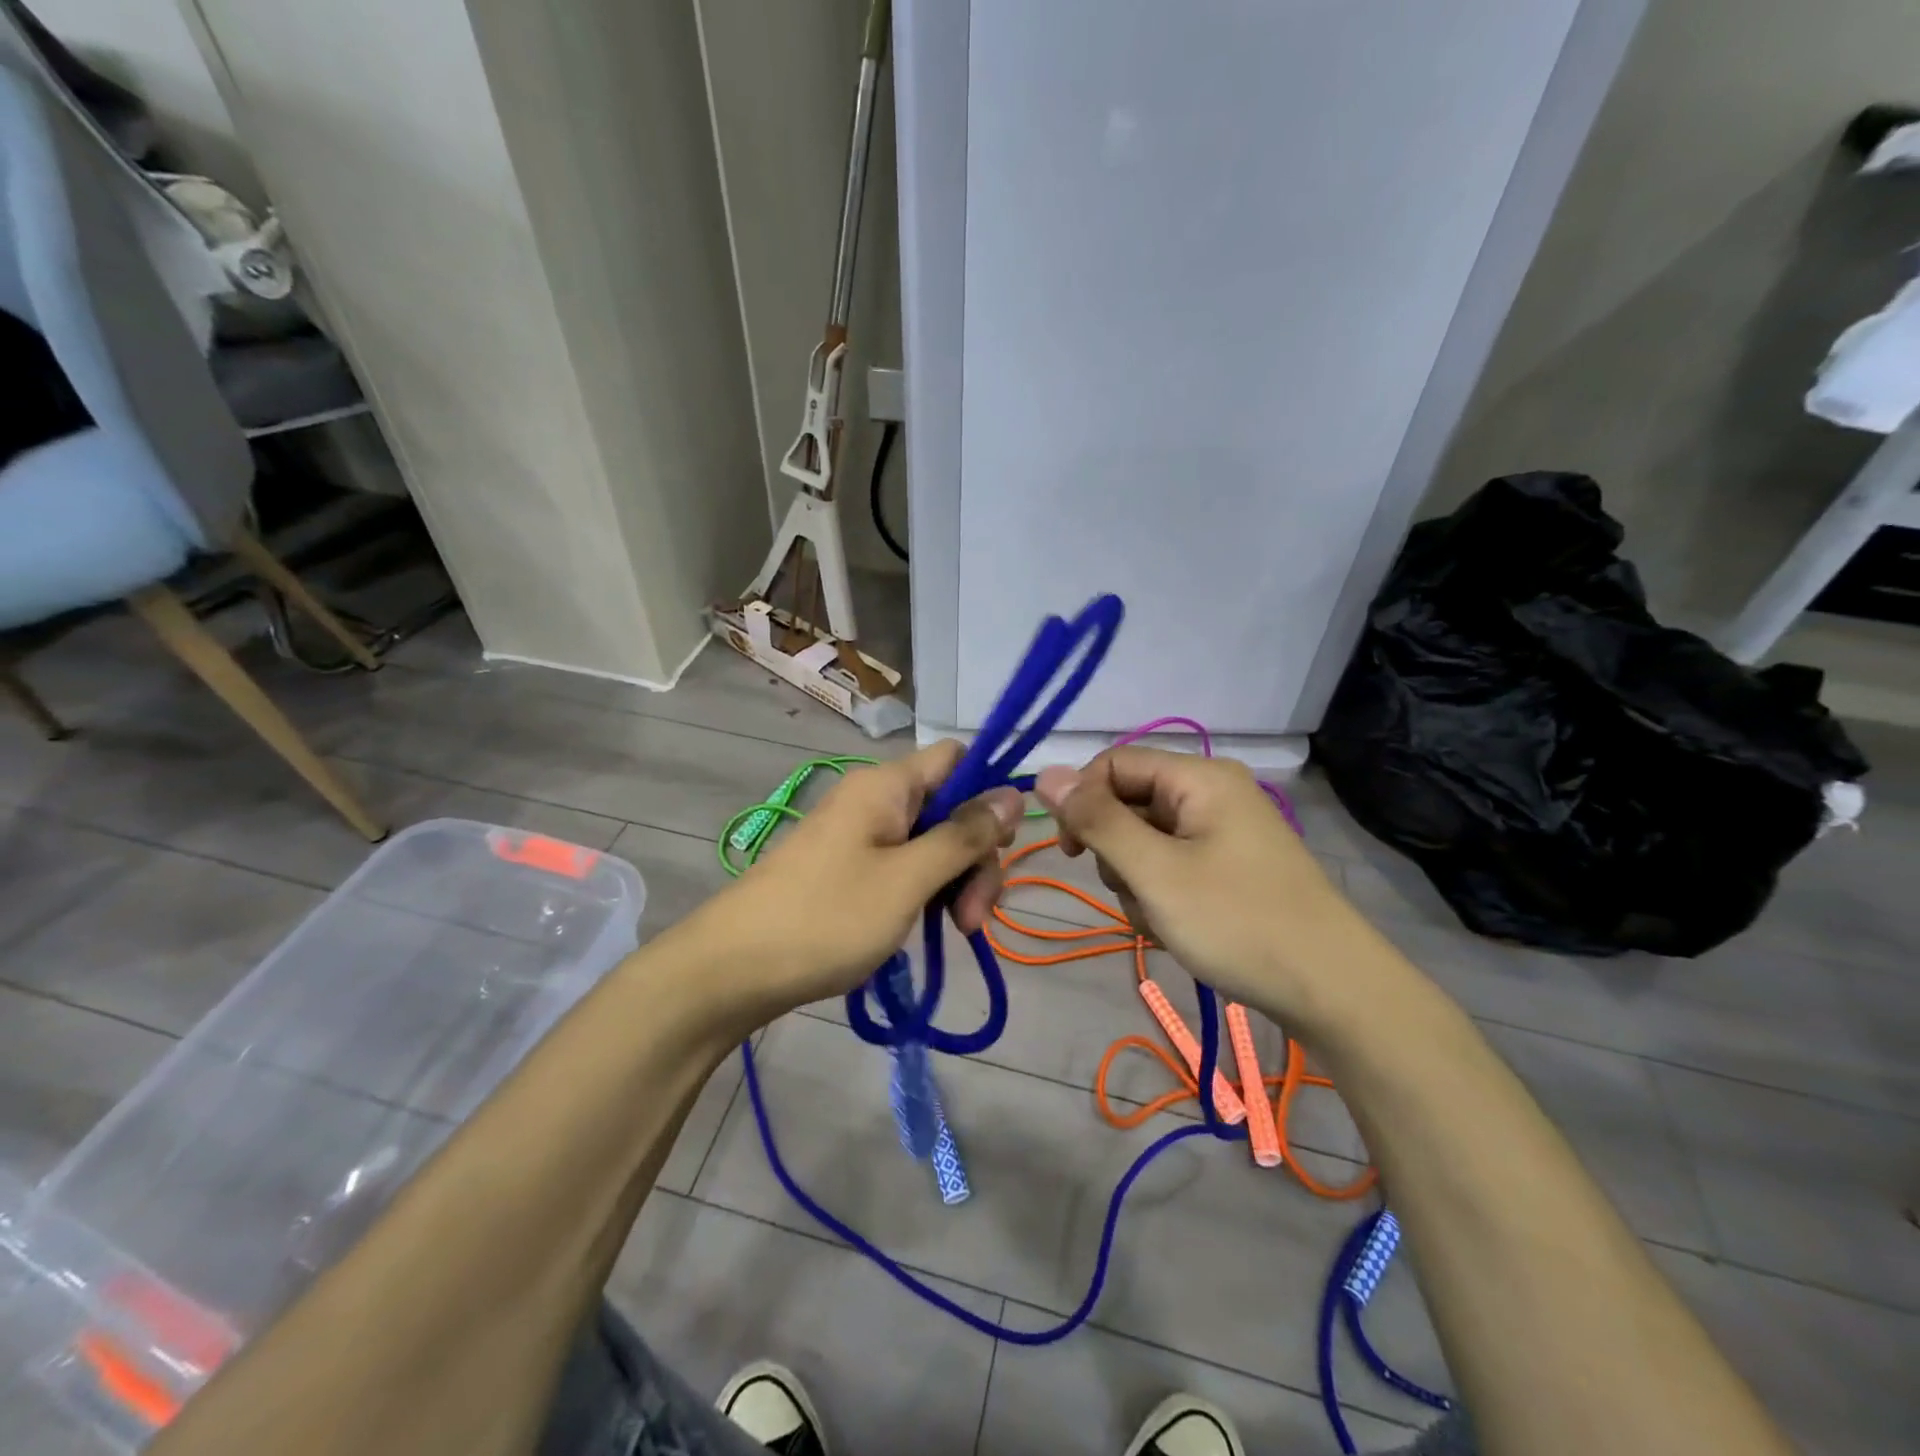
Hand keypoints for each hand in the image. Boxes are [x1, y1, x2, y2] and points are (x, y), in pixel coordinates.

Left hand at [687, 741, 1022, 1026]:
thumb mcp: (909, 879)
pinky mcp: (850, 869)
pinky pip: (904, 867)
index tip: (1001, 845)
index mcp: (887, 785)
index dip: (988, 791)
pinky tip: (928, 929)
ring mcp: (860, 836)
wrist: (733, 969)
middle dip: (973, 858)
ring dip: (953, 883)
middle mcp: (875, 800)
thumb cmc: (827, 917)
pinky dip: (924, 894)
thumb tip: (1015, 791)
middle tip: (975, 918)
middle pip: (949, 808)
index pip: (956, 758)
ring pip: (930, 844)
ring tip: (955, 933)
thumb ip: (964, 836)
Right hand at [1034, 747, 1374, 1029]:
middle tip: (1138, 894)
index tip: (1073, 853)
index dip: (1083, 801)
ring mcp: (1222, 833)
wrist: (1331, 991)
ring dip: (1137, 883)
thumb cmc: (1237, 922)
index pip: (1113, 763)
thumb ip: (1097, 821)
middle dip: (1117, 854)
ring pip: (1144, 843)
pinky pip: (1170, 867)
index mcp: (1199, 778)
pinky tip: (1179, 930)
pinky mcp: (1228, 867)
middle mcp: (1211, 794)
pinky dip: (1161, 897)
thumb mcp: (1155, 871)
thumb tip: (1045, 774)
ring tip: (1164, 920)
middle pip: (1128, 804)